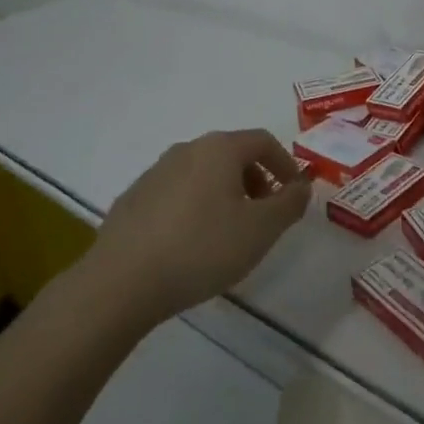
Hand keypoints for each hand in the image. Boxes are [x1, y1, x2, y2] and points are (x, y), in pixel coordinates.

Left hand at [89, 129, 311, 324]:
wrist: (121, 281)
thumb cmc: (201, 248)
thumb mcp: (260, 230)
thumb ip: (289, 204)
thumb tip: (302, 185)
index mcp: (219, 148)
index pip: (262, 141)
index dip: (285, 164)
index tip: (293, 195)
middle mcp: (187, 149)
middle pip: (232, 155)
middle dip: (255, 181)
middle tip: (263, 217)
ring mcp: (156, 172)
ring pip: (203, 174)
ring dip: (224, 195)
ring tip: (228, 235)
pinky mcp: (133, 198)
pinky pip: (176, 194)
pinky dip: (194, 208)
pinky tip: (190, 245)